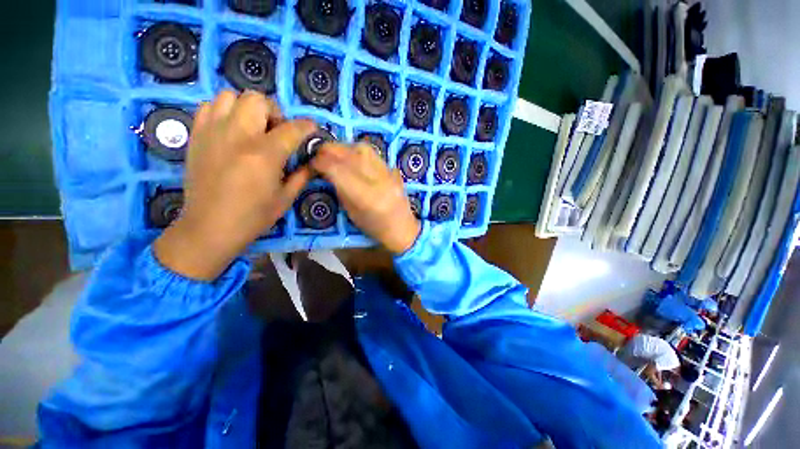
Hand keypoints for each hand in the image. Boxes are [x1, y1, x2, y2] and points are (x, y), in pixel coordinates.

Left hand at [154, 90, 316, 279]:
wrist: (209, 227)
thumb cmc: (253, 216)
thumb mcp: (286, 198)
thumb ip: (302, 175)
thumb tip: (314, 161)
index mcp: (265, 154)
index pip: (292, 128)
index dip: (307, 126)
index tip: (311, 129)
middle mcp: (238, 135)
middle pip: (258, 100)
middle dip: (274, 112)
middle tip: (277, 131)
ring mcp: (213, 132)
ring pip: (230, 96)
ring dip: (247, 108)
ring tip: (252, 128)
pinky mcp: (197, 135)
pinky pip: (209, 106)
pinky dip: (224, 111)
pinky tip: (231, 130)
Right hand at [312, 142, 420, 253]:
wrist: (403, 227)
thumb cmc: (375, 228)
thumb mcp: (352, 213)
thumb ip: (340, 188)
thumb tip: (327, 169)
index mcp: (367, 197)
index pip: (337, 169)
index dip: (320, 162)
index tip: (311, 164)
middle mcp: (379, 180)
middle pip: (349, 153)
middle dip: (328, 151)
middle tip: (319, 156)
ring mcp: (389, 173)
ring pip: (361, 148)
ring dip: (344, 148)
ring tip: (336, 156)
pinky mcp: (394, 169)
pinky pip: (373, 153)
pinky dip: (357, 152)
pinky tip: (353, 159)